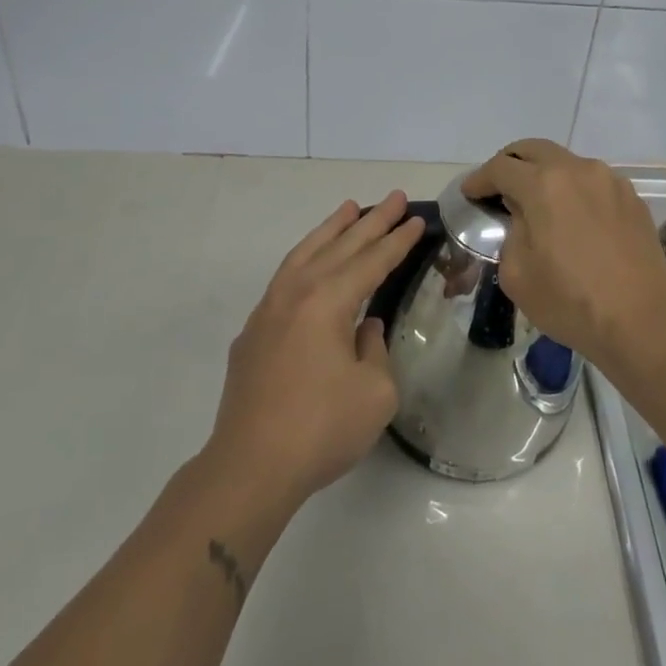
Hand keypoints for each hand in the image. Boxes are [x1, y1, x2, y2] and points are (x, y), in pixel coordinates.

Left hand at [204, 192, 423, 509]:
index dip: (397, 241)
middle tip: (395, 197)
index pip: (371, 261)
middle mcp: (296, 293)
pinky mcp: (253, 333)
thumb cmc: (320, 429)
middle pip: (341, 247)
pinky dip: (305, 257)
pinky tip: (311, 261)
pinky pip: (285, 276)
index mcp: (328, 302)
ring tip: (350, 208)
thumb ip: (374, 349)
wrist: (249, 468)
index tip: (415, 219)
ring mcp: (269, 310)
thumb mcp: (375, 392)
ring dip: (331, 230)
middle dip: (371, 222)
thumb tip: (362, 329)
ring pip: (306, 254)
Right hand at [459, 140, 665, 377]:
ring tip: (538, 203)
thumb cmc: (571, 301)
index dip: (479, 179)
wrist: (642, 321)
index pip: (501, 167)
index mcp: (544, 185)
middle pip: (534, 149)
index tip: (470, 193)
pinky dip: (574, 190)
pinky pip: (593, 182)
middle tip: (498, 185)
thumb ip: (511, 231)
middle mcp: (578, 170)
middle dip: (510, 163)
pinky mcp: (632, 197)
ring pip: (567, 162)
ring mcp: (610, 180)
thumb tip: (522, 214)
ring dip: (545, 174)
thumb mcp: (517, 273)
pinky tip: (573, 218)